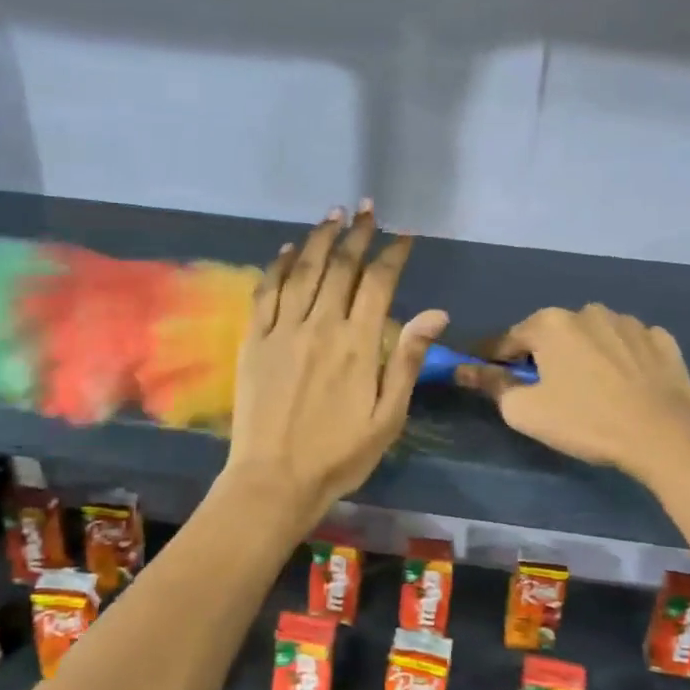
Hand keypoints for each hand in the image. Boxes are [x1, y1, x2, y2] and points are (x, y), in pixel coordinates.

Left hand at [223, 203, 446, 525]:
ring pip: (302, 271)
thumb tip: (436, 313)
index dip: (392, 255)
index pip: (379, 284)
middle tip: (367, 209)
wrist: (274, 479)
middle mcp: (320, 326)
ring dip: (318, 239)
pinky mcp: (254, 341)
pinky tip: (286, 250)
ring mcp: (283, 330)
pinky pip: (266, 293)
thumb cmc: (339, 454)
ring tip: (332, 214)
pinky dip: (277, 267)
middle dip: (357, 234)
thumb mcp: (387, 417)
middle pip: (340, 267)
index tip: (403, 236)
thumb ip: (407, 361)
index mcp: (358, 344)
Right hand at [454, 304, 689, 486]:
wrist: (665, 436)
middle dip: (543, 357)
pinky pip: (628, 346)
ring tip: (590, 390)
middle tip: (546, 392)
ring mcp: (629, 322)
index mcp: (550, 323)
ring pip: (592, 337)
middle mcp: (588, 311)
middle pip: (551, 335)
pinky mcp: (661, 340)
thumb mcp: (525, 411)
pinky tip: (625, 386)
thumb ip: (492, 385)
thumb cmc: (586, 421)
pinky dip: (620, 360)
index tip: (488, 377)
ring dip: (584, 356)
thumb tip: (465, 369)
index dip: (494, 361)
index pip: (507, 340)